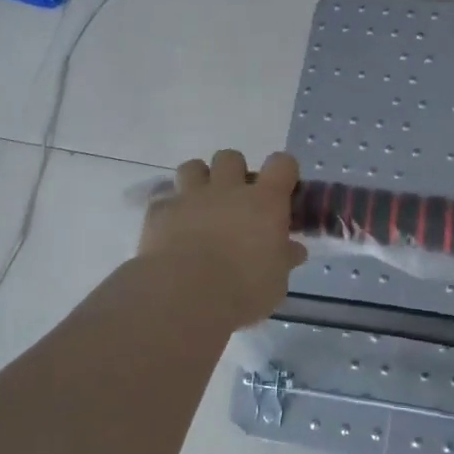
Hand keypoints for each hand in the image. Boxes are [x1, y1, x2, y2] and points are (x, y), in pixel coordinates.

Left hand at [138, 150, 307, 329]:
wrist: (184, 296)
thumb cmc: (242, 290)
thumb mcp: (276, 282)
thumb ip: (284, 259)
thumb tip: (294, 250)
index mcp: (264, 202)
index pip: (282, 164)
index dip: (284, 172)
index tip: (283, 190)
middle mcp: (228, 189)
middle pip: (231, 158)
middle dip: (234, 173)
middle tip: (236, 201)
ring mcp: (191, 197)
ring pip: (193, 167)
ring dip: (198, 181)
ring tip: (200, 206)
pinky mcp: (159, 211)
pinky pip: (162, 197)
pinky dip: (168, 207)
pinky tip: (171, 226)